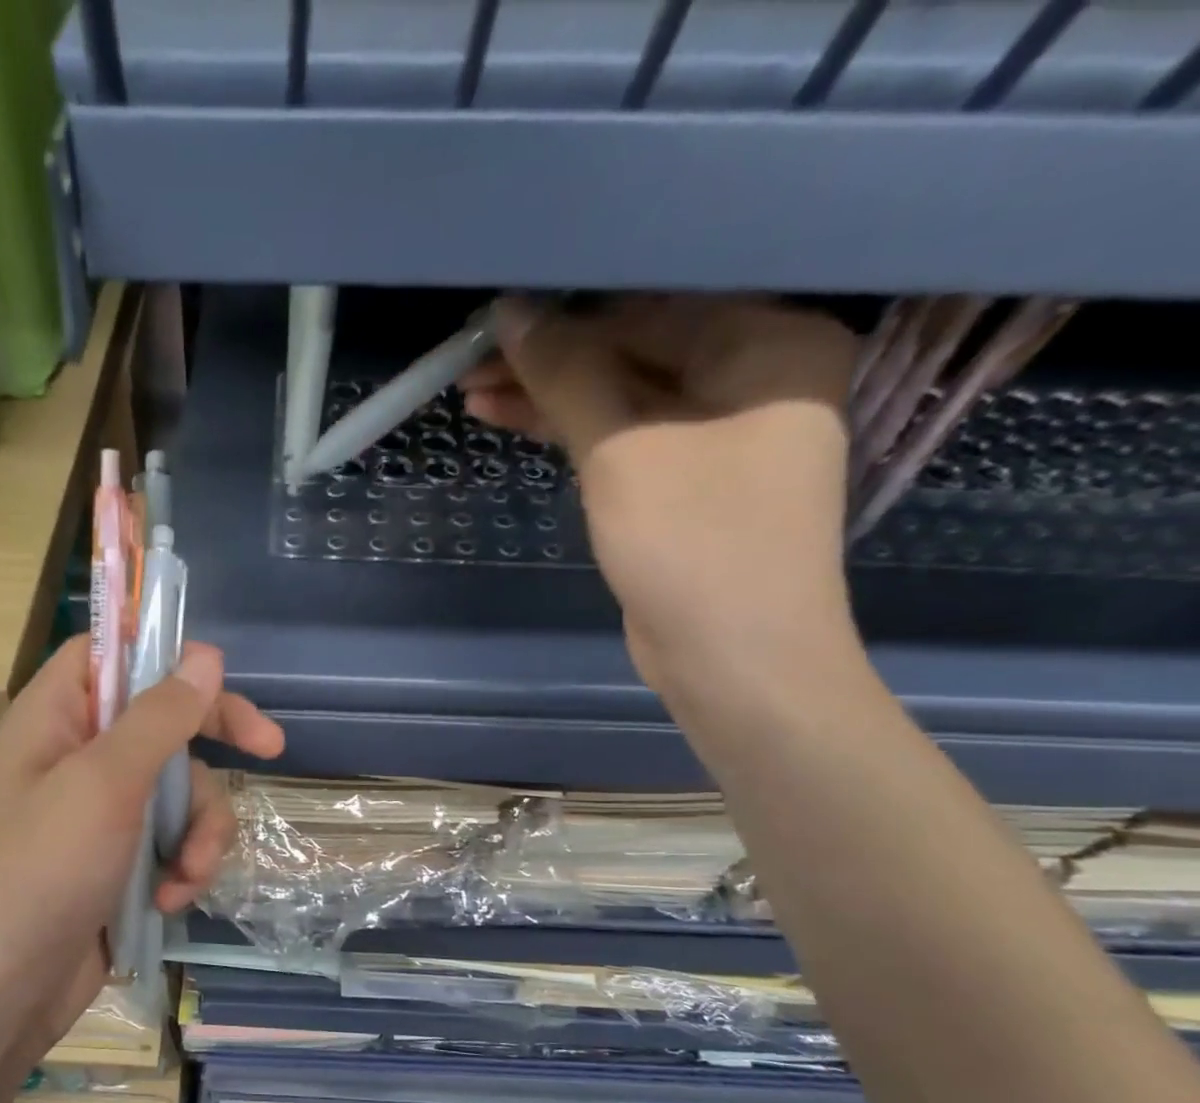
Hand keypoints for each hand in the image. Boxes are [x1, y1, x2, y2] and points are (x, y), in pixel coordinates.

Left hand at [0, 636, 283, 1072]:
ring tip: (187, 873)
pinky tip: (172, 898)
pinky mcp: (122, 858)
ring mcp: (103, 809)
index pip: (112, 652)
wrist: (2, 993)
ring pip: (183, 787)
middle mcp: (80, 754)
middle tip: (269, 749)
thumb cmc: (42, 871)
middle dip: (215, 744)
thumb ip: (159, 716)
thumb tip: (205, 653)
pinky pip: (175, 837)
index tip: (217, 673)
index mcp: (57, 716)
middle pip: (166, 719)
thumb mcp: (105, 783)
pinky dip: (184, 865)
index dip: (162, 652)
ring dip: (200, 830)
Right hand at [462, 295, 860, 698]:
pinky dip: (570, 431)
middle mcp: (754, 375)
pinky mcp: (685, 479)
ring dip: (549, 398)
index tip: (496, 317)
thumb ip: (567, 376)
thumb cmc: (694, 542)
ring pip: (620, 396)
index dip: (568, 312)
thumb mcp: (623, 450)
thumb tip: (512, 312)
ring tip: (472, 393)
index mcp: (770, 342)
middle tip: (471, 361)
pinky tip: (511, 419)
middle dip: (551, 360)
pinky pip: (622, 436)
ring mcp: (719, 431)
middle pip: (634, 349)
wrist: (734, 659)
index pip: (653, 305)